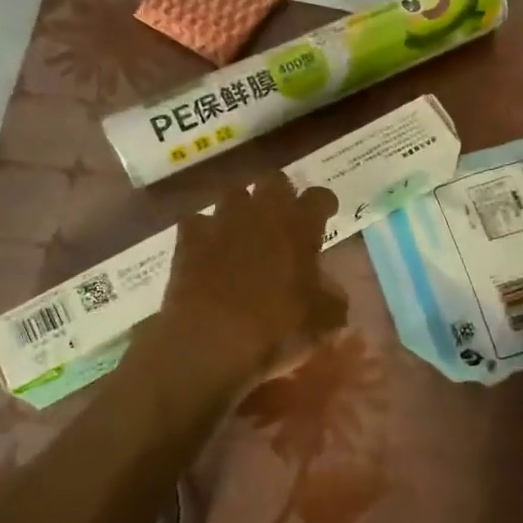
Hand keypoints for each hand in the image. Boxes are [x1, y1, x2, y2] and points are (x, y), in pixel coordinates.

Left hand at [152, 171, 343, 386]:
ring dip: (242, 208)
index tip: (327, 214)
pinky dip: (204, 231)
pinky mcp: (189, 238)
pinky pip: (197, 221)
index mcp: (299, 225)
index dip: (325, 204)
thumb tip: (330, 289)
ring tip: (245, 230)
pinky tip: (208, 248)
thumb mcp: (323, 321)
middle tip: (284, 218)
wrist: (210, 341)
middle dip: (281, 194)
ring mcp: (222, 220)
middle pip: (275, 180)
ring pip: (234, 194)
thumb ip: (333, 297)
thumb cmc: (276, 328)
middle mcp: (261, 211)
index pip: (319, 196)